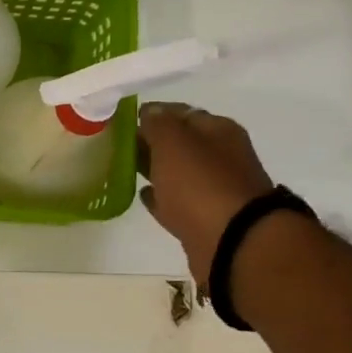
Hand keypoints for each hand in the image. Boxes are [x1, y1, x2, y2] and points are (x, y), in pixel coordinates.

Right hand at [137, 101, 273, 289]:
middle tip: (119, 145)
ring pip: (177, 172)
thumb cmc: (200, 184)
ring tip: (126, 169)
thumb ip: (159, 124)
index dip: (153, 114)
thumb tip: (150, 111)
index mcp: (218, 131)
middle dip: (152, 142)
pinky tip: (143, 195)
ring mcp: (214, 189)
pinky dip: (161, 197)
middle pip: (180, 143)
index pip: (181, 113)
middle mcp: (221, 156)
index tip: (124, 121)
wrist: (232, 241)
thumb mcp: (174, 143)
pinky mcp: (205, 218)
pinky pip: (177, 201)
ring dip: (155, 169)